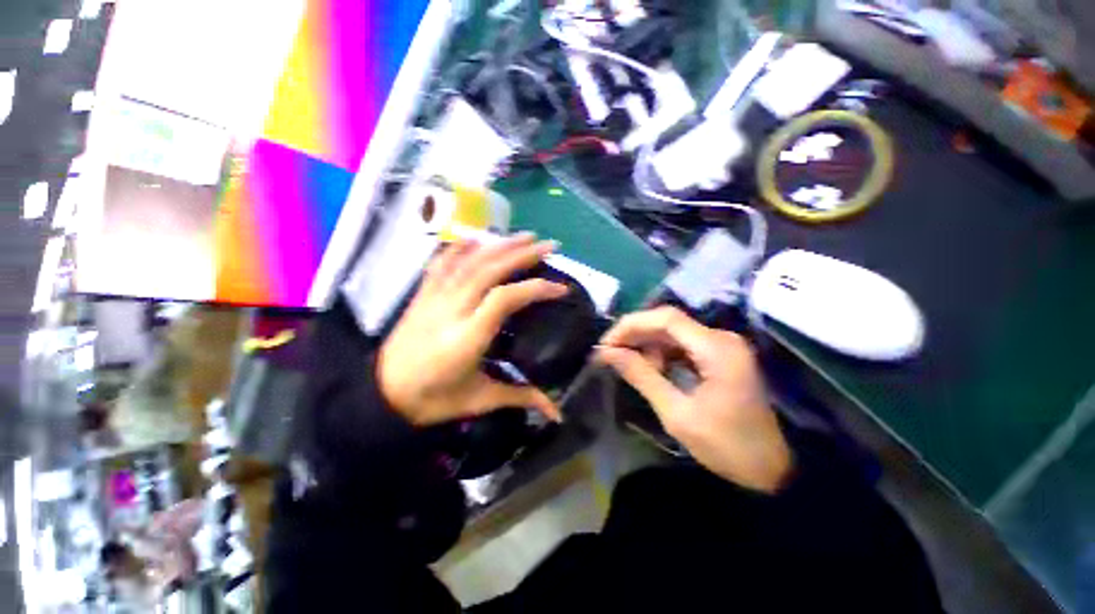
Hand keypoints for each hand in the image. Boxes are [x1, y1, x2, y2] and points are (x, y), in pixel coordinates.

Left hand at [378, 233, 566, 426]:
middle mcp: (451, 310)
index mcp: (467, 338)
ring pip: (469, 261)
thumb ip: (521, 398)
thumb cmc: (434, 400)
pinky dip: (461, 247)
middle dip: (523, 254)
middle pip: (489, 270)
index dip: (535, 289)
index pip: (505, 299)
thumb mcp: (480, 400)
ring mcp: (434, 298)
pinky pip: (442, 263)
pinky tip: (478, 239)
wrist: (382, 395)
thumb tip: (556, 413)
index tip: (559, 288)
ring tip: (525, 236)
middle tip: (550, 246)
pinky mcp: (423, 294)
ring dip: (499, 244)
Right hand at [597, 306, 792, 492]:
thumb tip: (608, 353)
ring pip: (673, 332)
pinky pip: (683, 344)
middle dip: (635, 335)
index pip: (665, 318)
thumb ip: (642, 376)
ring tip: (631, 366)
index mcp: (716, 349)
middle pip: (668, 322)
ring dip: (648, 345)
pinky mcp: (720, 355)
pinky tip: (652, 369)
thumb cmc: (727, 446)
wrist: (772, 469)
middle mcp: (721, 338)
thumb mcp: (677, 414)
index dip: (631, 325)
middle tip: (610, 354)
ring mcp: (723, 345)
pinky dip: (662, 353)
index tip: (606, 344)